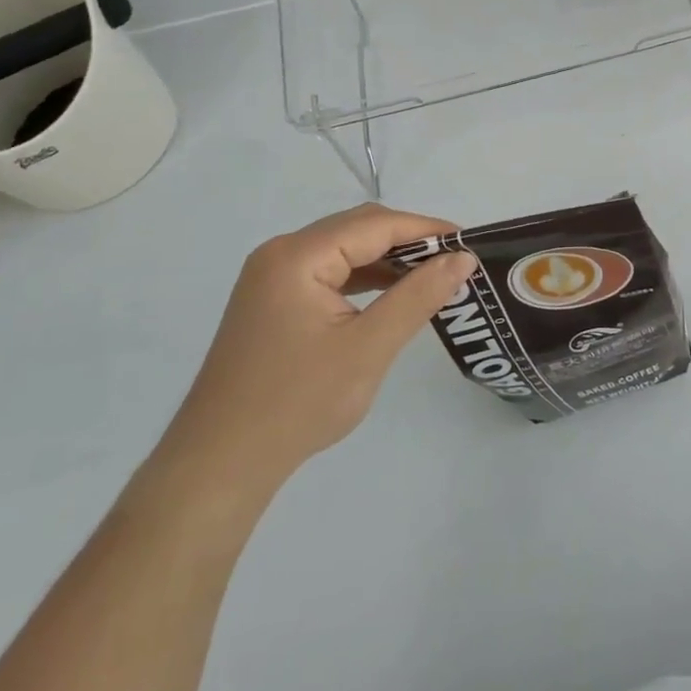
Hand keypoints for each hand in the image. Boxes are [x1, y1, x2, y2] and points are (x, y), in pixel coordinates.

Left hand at [158, 204, 475, 493]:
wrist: (219, 466)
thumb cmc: (296, 404)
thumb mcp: (369, 348)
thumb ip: (419, 296)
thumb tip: (463, 258)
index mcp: (298, 257)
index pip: (376, 224)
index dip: (427, 230)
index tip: (471, 244)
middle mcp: (282, 254)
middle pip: (359, 229)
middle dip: (410, 242)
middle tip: (456, 263)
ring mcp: (273, 278)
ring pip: (346, 250)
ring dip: (389, 260)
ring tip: (434, 278)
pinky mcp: (274, 301)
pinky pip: (330, 273)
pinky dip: (366, 279)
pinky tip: (393, 296)